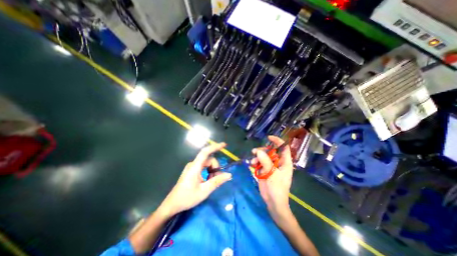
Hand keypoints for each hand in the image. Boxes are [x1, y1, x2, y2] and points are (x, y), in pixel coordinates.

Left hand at [159, 142, 232, 215]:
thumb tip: (229, 175)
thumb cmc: (187, 198)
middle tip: (217, 179)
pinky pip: (203, 167)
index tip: (224, 145)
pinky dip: (208, 172)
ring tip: (211, 182)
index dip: (215, 147)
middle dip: (215, 167)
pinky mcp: (192, 170)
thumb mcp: (204, 191)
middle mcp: (193, 164)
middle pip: (209, 160)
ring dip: (212, 171)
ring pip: (207, 164)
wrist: (172, 204)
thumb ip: (217, 181)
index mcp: (195, 167)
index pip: (205, 152)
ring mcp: (192, 167)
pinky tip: (207, 181)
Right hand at [252, 136, 294, 221]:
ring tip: (252, 161)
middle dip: (262, 150)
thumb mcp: (272, 174)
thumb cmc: (277, 188)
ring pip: (263, 156)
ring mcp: (270, 166)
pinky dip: (255, 162)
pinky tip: (252, 164)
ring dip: (257, 157)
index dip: (277, 141)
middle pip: (270, 151)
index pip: (283, 148)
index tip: (269, 137)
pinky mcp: (264, 170)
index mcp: (285, 162)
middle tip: (255, 152)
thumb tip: (258, 151)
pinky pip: (259, 162)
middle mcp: (278, 162)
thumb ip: (266, 161)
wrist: (273, 202)